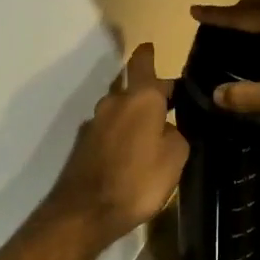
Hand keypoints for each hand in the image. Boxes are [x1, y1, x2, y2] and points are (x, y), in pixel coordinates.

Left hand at [42, 43, 188, 246]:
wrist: (85, 213)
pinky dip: (121, 135)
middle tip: (170, 105)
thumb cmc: (138, 181)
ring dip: (133, 115)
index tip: (151, 47)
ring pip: (119, 109)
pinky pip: (108, 130)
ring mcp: (94, 124)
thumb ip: (176, 135)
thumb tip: (168, 129)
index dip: (148, 54)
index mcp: (139, 98)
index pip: (142, 63)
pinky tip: (131, 153)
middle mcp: (113, 103)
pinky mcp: (83, 146)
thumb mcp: (175, 158)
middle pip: (132, 87)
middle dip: (149, 92)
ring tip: (152, 132)